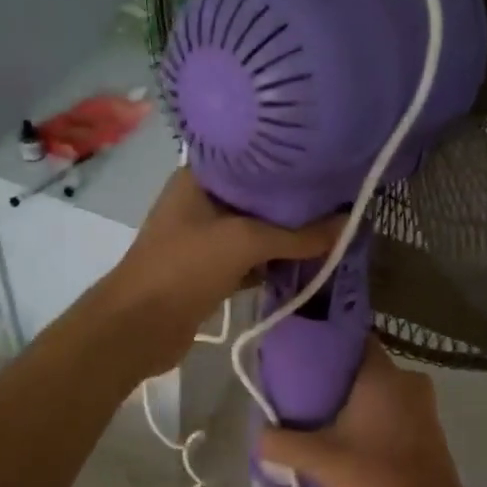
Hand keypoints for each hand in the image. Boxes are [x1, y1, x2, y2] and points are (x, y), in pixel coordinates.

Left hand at [103, 167, 341, 372]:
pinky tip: (306, 262)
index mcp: (199, 179)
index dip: (287, 163)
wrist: (138, 327)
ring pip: (255, 231)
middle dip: (293, 204)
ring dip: (286, 237)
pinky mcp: (210, 271)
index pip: (251, 160)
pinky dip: (273, 263)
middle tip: (338, 199)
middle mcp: (201, 202)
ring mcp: (203, 238)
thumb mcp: (245, 242)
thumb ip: (297, 235)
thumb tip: (348, 223)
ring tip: (331, 228)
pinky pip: (250, 260)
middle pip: (257, 197)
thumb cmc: (185, 267)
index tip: (325, 164)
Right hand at [259, 341, 486, 486]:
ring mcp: (423, 402)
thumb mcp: (320, 459)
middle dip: (339, 377)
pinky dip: (377, 415)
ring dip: (359, 399)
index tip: (306, 358)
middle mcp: (407, 378)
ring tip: (327, 416)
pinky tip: (355, 436)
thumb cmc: (375, 475)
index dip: (330, 345)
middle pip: (365, 366)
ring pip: (382, 388)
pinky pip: (396, 407)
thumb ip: (283, 443)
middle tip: (308, 392)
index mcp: (382, 374)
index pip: (356, 339)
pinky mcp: (430, 425)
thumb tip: (260, 435)